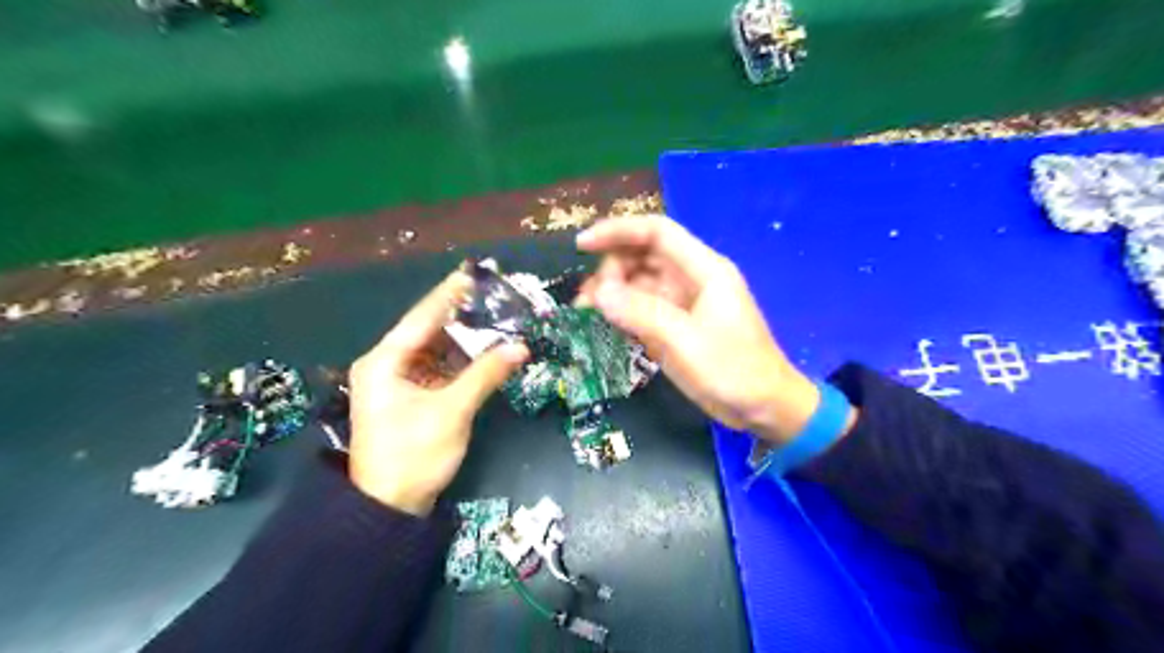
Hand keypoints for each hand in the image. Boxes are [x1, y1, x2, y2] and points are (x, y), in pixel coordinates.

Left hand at [345, 270, 528, 514]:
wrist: (390, 508)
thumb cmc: (414, 455)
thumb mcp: (452, 412)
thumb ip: (485, 374)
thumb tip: (521, 346)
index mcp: (384, 361)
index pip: (422, 317)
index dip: (449, 294)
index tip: (473, 272)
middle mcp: (387, 364)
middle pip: (428, 330)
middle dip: (461, 315)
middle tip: (493, 296)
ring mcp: (398, 381)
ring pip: (436, 350)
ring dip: (465, 339)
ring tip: (496, 318)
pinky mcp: (411, 396)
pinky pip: (439, 368)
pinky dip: (461, 361)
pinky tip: (485, 350)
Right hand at [577, 215, 831, 442]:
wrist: (763, 409)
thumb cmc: (733, 370)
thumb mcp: (685, 341)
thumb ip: (641, 313)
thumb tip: (598, 292)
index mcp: (704, 269)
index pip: (657, 233)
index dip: (618, 231)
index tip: (582, 245)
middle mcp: (691, 279)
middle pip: (643, 256)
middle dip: (611, 269)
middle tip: (588, 299)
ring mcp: (683, 303)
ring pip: (639, 283)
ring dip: (612, 292)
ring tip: (587, 312)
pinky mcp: (675, 326)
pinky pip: (642, 309)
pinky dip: (622, 312)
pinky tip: (605, 324)